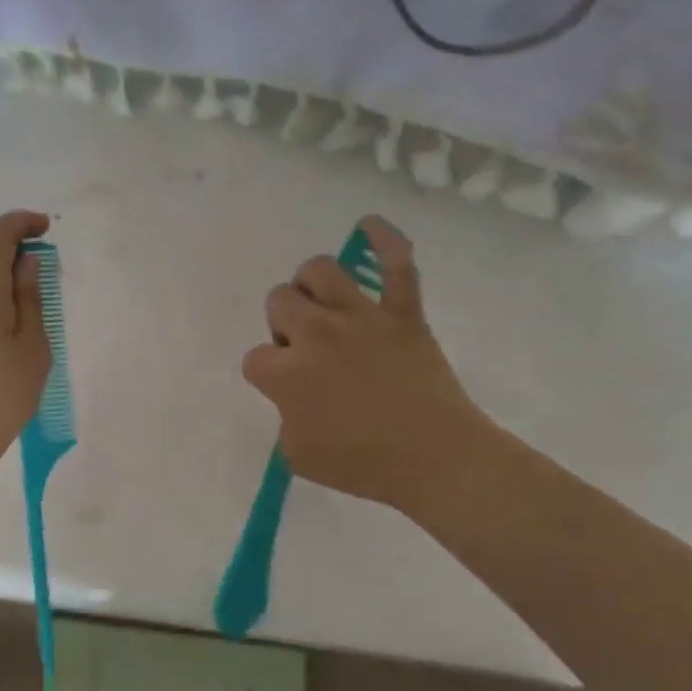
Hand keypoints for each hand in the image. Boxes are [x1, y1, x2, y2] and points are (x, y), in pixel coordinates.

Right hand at [242, 215, 487, 512]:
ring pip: (320, 270)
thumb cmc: (364, 465)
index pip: (255, 357)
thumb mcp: (298, 456)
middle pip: (279, 301)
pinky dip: (385, 240)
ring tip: (323, 305)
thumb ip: (285, 418)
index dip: (267, 373)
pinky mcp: (403, 313)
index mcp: (288, 373)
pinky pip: (397, 264)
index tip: (285, 390)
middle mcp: (318, 333)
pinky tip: (368, 225)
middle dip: (283, 323)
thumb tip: (296, 398)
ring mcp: (362, 317)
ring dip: (312, 285)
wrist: (437, 459)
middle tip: (306, 351)